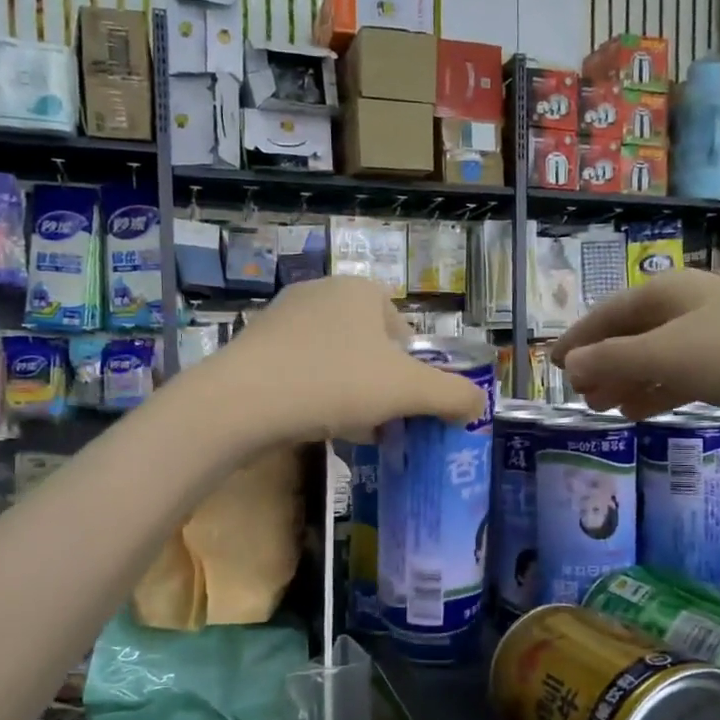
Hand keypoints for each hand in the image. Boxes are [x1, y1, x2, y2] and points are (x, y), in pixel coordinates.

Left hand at [201, 277, 485, 442]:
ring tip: (352, 429)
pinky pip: (302, 372)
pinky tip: (316, 426)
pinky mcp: (255, 348)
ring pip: (335, 361)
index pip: (402, 328)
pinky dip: (316, 396)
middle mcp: (321, 293)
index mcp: (360, 290)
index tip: (409, 402)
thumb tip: (477, 404)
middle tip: (385, 420)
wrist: (242, 403)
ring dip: (351, 394)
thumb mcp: (408, 391)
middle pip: (370, 346)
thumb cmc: (335, 383)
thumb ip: (453, 395)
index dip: (413, 369)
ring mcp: (282, 319)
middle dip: (382, 385)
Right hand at [550, 272, 719, 447]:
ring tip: (601, 407)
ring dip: (627, 381)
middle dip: (602, 363)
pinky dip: (659, 392)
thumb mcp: (670, 355)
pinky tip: (641, 411)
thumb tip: (567, 365)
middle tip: (577, 394)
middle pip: (632, 334)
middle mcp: (692, 309)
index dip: (578, 339)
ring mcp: (719, 338)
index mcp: (671, 292)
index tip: (550, 364)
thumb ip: (614, 360)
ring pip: (658, 358)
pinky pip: (684, 378)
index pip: (609, 313)